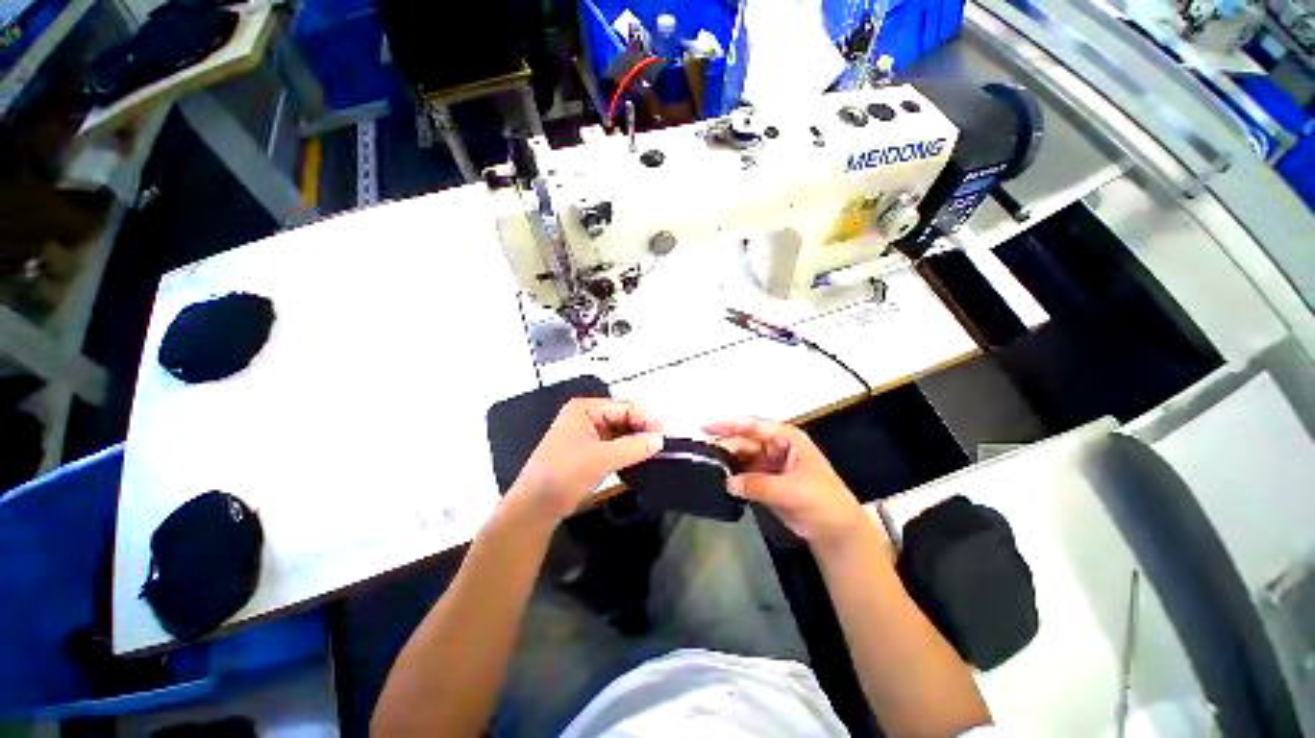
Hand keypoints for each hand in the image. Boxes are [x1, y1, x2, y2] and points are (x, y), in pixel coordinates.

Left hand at [510, 398, 662, 522]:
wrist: (534, 508)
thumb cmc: (563, 476)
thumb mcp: (600, 459)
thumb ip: (633, 447)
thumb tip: (660, 440)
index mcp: (586, 408)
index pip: (625, 407)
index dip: (646, 419)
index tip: (664, 437)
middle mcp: (587, 416)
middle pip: (624, 418)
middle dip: (642, 430)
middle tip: (662, 446)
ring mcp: (587, 434)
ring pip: (621, 432)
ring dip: (636, 442)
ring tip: (655, 453)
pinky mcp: (589, 451)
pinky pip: (615, 445)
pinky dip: (628, 451)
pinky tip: (640, 459)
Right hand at [705, 417, 873, 549]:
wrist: (837, 531)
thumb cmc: (823, 501)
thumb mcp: (792, 489)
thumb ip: (758, 484)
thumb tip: (729, 482)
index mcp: (787, 439)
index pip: (754, 426)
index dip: (729, 424)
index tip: (706, 427)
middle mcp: (776, 447)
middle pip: (745, 441)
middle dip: (726, 446)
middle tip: (704, 455)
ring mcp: (770, 464)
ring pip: (742, 457)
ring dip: (728, 462)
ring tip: (708, 467)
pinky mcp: (766, 482)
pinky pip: (744, 474)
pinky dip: (733, 477)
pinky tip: (721, 480)